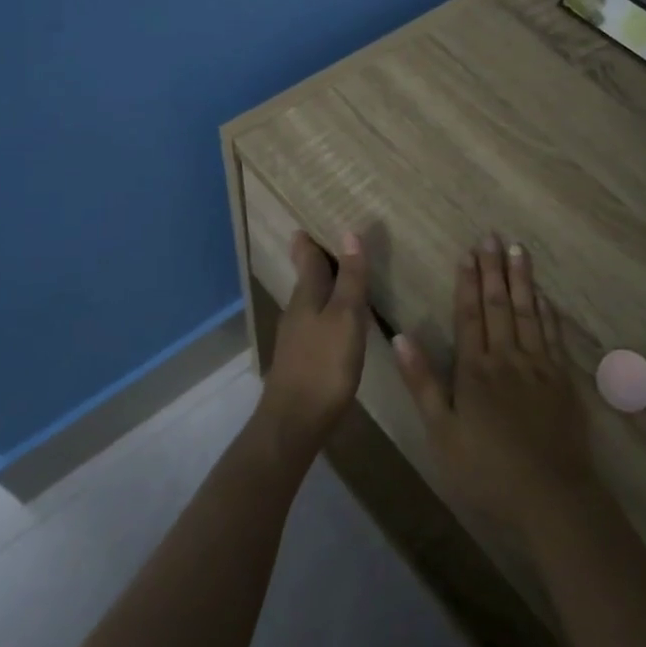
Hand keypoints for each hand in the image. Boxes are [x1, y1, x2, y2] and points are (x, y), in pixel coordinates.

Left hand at [261, 231, 368, 448]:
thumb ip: (350, 279)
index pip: (308, 260)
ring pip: (308, 302)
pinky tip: (334, 322)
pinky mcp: (301, 361)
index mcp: (307, 297)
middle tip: (320, 243)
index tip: (305, 225)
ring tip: (334, 277)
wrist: (295, 421)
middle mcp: (297, 313)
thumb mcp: (346, 318)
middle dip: (311, 261)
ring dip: (318, 287)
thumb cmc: (324, 365)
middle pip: (305, 280)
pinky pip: (312, 324)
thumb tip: (349, 234)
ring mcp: (295, 339)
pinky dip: (323, 312)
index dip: (309, 243)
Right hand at [392, 237, 594, 543]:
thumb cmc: (487, 471)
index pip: (470, 315)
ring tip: (519, 250)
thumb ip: (422, 384)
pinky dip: (548, 311)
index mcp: (475, 370)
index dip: (468, 282)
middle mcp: (508, 357)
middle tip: (493, 236)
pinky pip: (554, 334)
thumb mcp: (441, 434)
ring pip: (528, 312)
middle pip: (499, 305)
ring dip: (522, 279)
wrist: (551, 496)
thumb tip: (400, 337)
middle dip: (494, 269)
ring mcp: (539, 365)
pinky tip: (544, 295)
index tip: (468, 253)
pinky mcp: (562, 379)